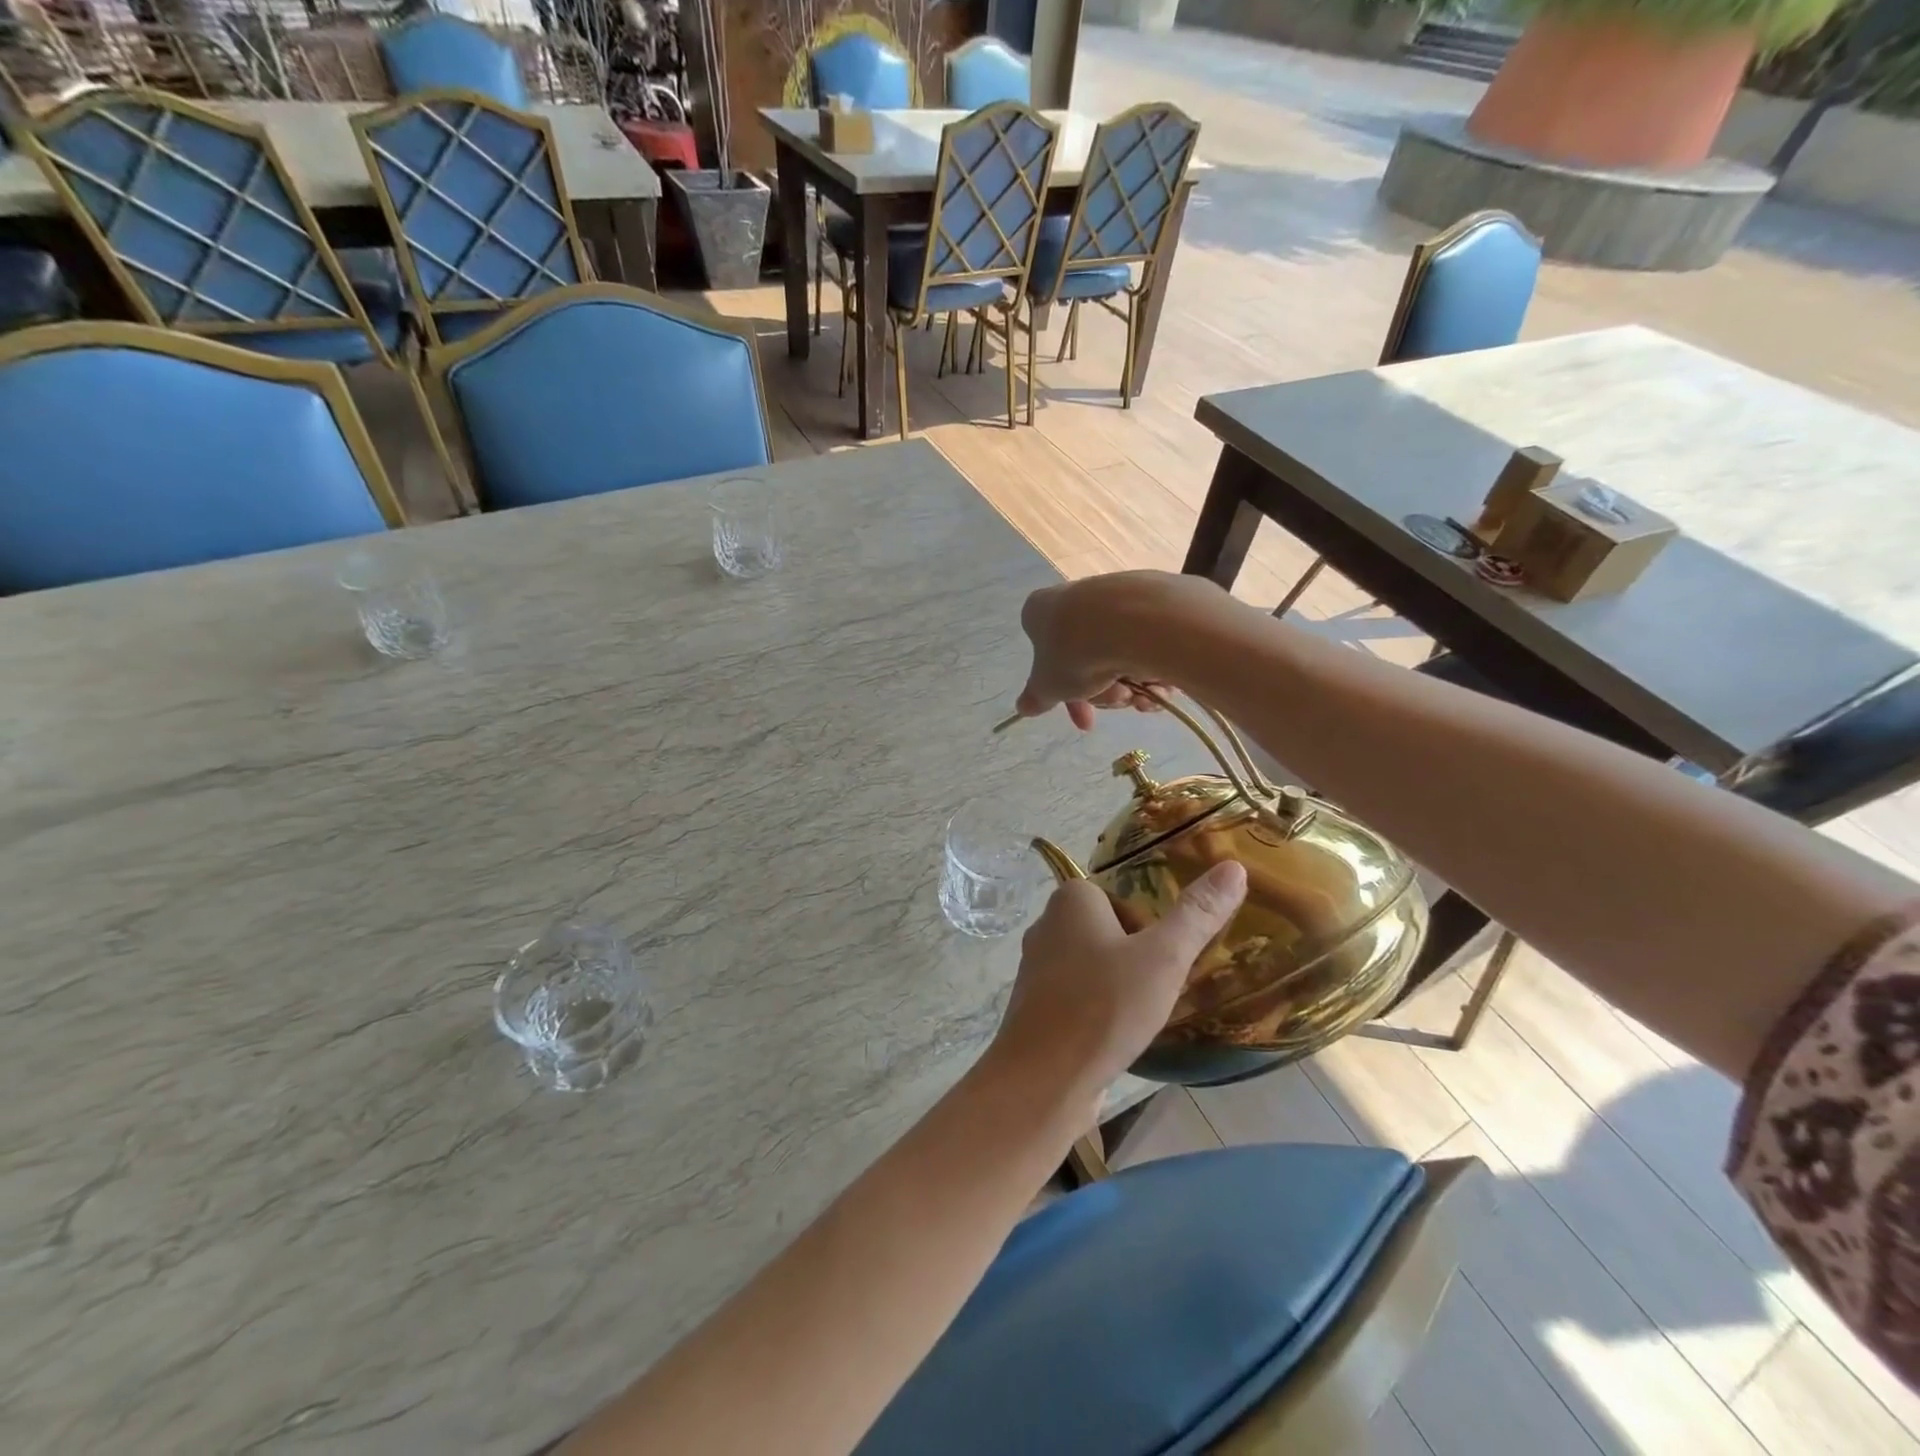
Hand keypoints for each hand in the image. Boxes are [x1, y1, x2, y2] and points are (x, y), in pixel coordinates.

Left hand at [986, 861, 1248, 1108]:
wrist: (1043, 1079)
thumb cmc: (1104, 1006)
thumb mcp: (1163, 957)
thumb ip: (1197, 914)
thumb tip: (1233, 867)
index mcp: (1070, 899)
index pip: (1122, 898)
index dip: (1149, 927)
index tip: (1165, 959)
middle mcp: (1046, 925)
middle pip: (1109, 931)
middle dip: (1136, 958)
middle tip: (1159, 989)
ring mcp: (1035, 968)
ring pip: (1092, 966)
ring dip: (1118, 986)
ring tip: (1142, 1015)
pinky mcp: (1034, 1007)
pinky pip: (1077, 996)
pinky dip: (1098, 1011)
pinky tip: (1116, 1036)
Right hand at [1013, 571, 1213, 729]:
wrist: (1137, 621)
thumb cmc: (1077, 652)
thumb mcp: (1049, 686)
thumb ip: (1037, 698)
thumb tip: (1022, 707)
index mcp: (1040, 611)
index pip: (1044, 656)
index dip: (1063, 694)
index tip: (1083, 716)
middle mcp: (1075, 597)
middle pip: (1085, 660)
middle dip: (1103, 692)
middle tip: (1116, 700)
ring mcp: (1114, 596)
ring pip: (1117, 655)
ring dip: (1128, 685)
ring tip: (1140, 693)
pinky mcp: (1151, 598)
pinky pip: (1146, 643)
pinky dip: (1152, 668)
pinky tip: (1160, 683)